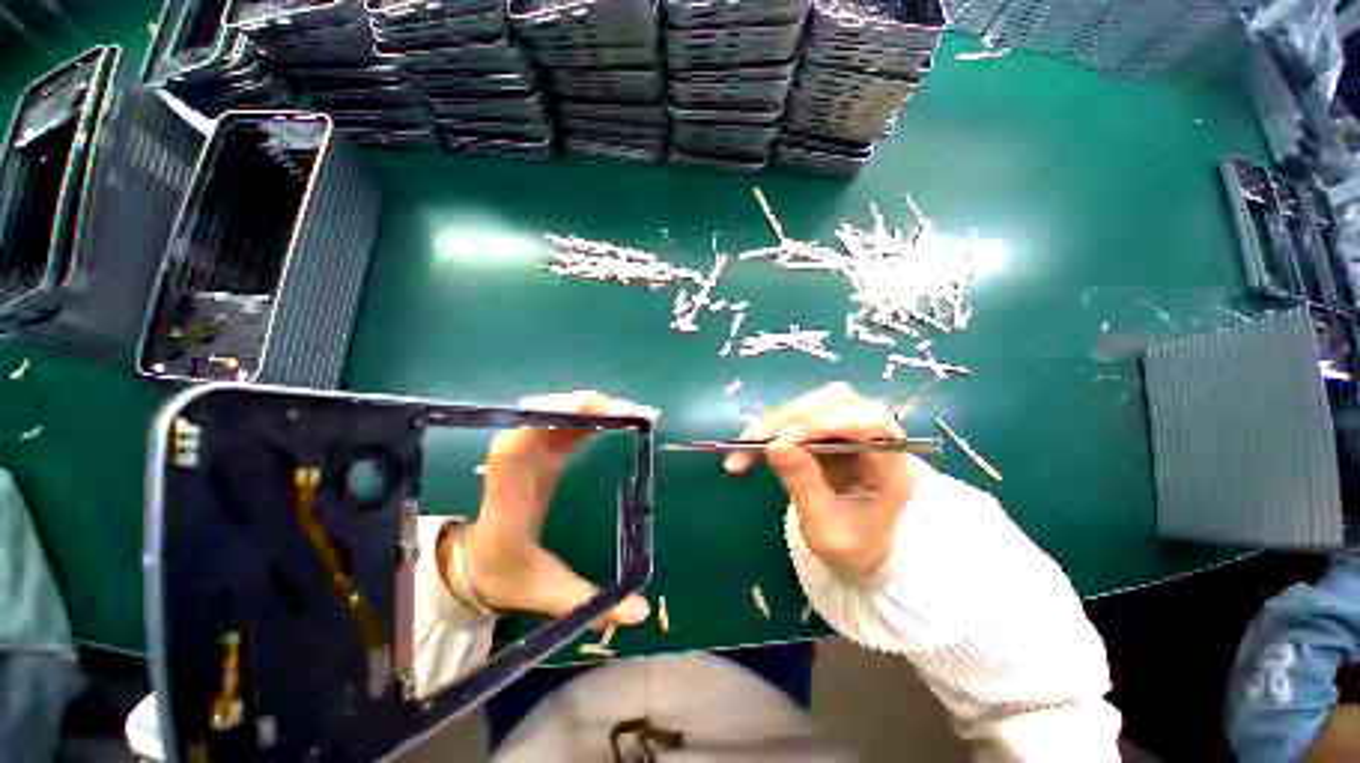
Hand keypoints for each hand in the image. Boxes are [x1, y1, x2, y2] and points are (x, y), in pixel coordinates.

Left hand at [450, 390, 655, 626]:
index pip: (516, 447)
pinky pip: (567, 425)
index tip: (585, 407)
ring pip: (559, 415)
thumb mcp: (546, 593)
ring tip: (636, 412)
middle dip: (589, 407)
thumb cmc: (506, 576)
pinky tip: (620, 419)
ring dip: (595, 408)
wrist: (478, 564)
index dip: (547, 419)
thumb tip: (641, 613)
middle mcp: (516, 462)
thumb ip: (590, 602)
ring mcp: (530, 452)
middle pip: (543, 417)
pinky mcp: (542, 451)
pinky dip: (593, 417)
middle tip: (634, 411)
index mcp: (509, 495)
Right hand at [725, 382, 918, 578]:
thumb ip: (804, 485)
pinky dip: (771, 427)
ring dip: (777, 419)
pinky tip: (749, 445)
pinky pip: (797, 416)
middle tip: (757, 439)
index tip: (785, 440)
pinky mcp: (827, 430)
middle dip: (794, 416)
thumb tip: (774, 446)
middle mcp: (876, 438)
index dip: (827, 422)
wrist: (857, 549)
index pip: (871, 421)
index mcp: (893, 467)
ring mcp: (850, 429)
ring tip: (747, 444)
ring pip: (814, 403)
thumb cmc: (850, 547)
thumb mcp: (826, 529)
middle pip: (839, 401)